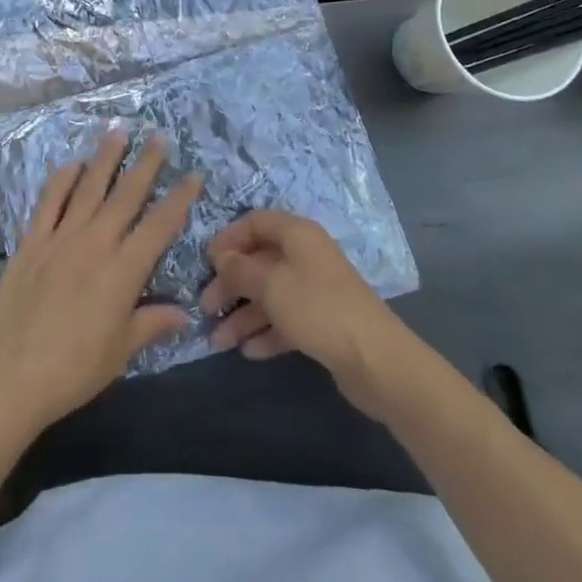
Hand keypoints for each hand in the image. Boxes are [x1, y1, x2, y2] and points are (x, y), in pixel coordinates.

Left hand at [0, 133, 201, 437]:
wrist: (10, 377)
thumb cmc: (73, 370)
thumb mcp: (121, 352)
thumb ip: (152, 325)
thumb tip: (186, 314)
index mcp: (123, 271)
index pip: (160, 225)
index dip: (180, 198)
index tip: (193, 175)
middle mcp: (95, 244)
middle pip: (126, 195)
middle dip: (146, 164)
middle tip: (158, 137)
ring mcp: (60, 238)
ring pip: (88, 188)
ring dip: (105, 159)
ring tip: (118, 132)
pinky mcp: (31, 243)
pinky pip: (48, 202)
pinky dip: (61, 180)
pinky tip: (71, 164)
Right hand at [201, 211, 412, 418]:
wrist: (375, 359)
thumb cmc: (317, 309)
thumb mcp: (270, 284)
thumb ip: (240, 269)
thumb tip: (221, 256)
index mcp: (297, 234)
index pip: (255, 223)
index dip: (229, 239)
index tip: (206, 263)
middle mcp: (306, 256)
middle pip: (259, 261)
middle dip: (231, 284)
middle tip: (206, 309)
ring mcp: (315, 290)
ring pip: (270, 295)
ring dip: (244, 315)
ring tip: (219, 341)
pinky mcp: (322, 322)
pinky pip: (285, 320)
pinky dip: (266, 333)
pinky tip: (248, 352)